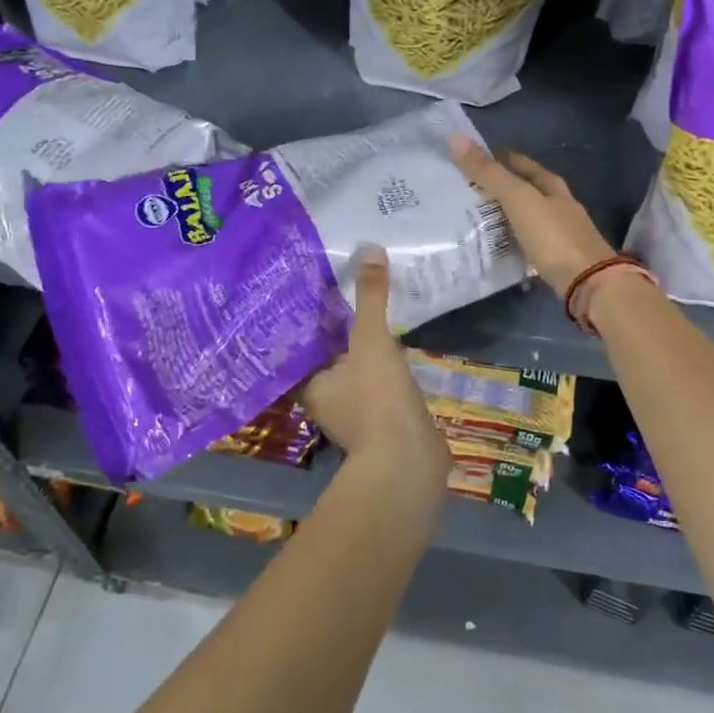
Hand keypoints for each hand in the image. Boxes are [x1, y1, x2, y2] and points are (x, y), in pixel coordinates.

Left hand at [302, 246, 449, 483]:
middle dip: (344, 336)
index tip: (322, 296)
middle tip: (353, 299)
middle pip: (333, 361)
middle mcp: (328, 403)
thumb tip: (369, 249)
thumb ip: (370, 297)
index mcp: (312, 385)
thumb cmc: (376, 399)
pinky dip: (390, 374)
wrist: (408, 462)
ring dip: (369, 356)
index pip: (305, 348)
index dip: (313, 323)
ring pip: (359, 376)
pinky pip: (384, 391)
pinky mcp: (385, 428)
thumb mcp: (371, 340)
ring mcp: (357, 418)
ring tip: (381, 320)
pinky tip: (404, 353)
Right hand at [449, 134, 615, 294]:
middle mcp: (559, 205)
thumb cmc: (553, 236)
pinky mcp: (557, 257)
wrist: (589, 283)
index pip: (520, 163)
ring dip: (504, 216)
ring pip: (526, 217)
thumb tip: (455, 138)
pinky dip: (512, 240)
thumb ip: (489, 173)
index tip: (469, 160)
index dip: (497, 158)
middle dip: (499, 188)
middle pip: (525, 190)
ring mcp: (560, 232)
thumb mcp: (518, 200)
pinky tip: (495, 246)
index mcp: (552, 185)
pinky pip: (528, 242)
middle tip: (465, 191)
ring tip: (473, 219)